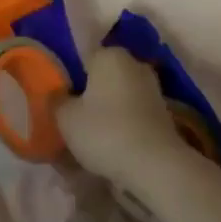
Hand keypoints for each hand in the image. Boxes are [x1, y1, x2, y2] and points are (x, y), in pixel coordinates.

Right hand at [56, 48, 186, 191]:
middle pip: (103, 76)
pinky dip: (123, 124)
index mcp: (110, 55)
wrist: (156, 167)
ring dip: (107, 110)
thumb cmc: (105, 132)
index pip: (83, 57)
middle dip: (89, 93)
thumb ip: (57, 101)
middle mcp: (134, 64)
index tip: (59, 96)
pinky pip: (133, 113)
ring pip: (119, 95)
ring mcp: (152, 88)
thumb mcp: (66, 118)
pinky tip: (111, 144)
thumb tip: (57, 94)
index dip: (69, 76)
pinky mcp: (163, 113)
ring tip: (89, 136)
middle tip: (72, 116)